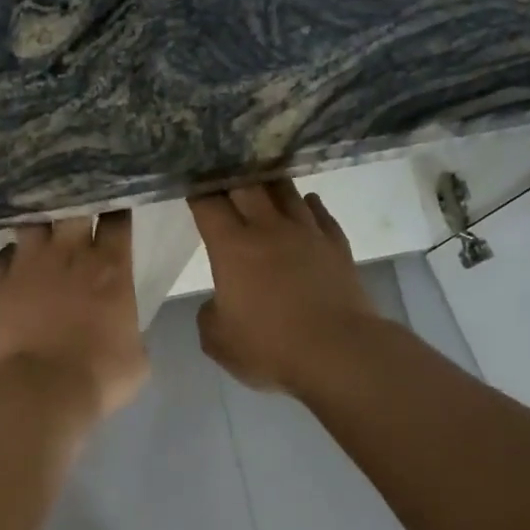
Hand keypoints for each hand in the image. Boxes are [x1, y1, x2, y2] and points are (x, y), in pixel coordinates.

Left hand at [0, 213, 148, 421]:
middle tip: (74, 210)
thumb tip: (123, 330)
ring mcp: (28, 264)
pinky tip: (11, 265)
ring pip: (31, 222)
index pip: (116, 219)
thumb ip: (130, 331)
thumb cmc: (99, 376)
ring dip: (38, 225)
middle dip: (74, 202)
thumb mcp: (136, 358)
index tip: (113, 207)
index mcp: (111, 268)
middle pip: (71, 207)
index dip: (114, 209)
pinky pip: (0, 256)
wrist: (41, 390)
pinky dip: (7, 257)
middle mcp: (70, 254)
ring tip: (40, 230)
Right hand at [189, 182, 379, 395]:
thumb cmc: (270, 347)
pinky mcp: (337, 246)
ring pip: (286, 191)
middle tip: (223, 177)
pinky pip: (320, 213)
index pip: (208, 205)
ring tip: (261, 181)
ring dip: (270, 184)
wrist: (338, 352)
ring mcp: (307, 233)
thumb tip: (220, 302)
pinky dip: (308, 204)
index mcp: (232, 247)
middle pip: (247, 186)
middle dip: (231, 178)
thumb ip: (209, 314)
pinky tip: (305, 202)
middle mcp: (268, 229)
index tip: (191, 188)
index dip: (197, 193)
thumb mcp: (218, 340)